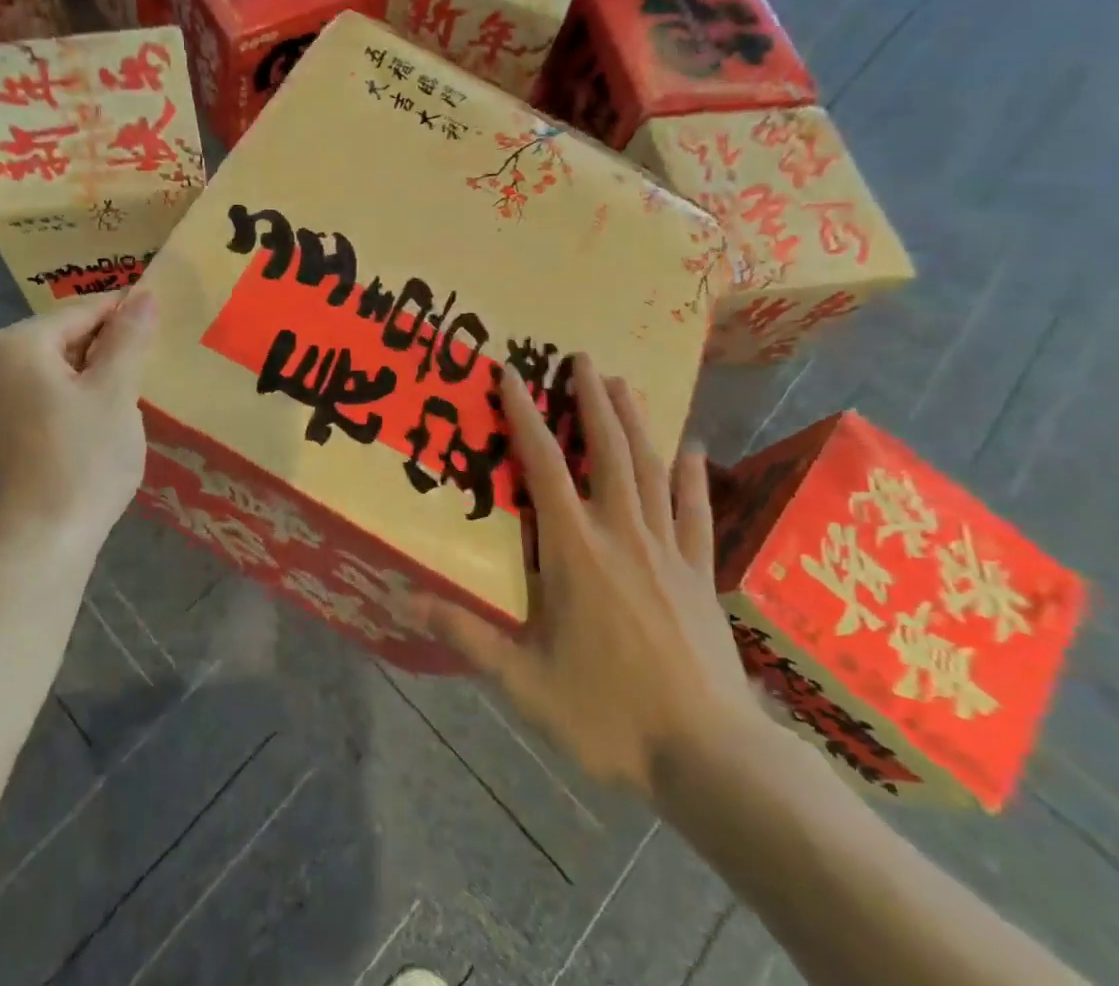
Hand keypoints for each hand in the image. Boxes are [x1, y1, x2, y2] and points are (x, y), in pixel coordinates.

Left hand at [0, 288, 158, 564]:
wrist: (33, 547)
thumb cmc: (81, 460)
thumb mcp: (115, 393)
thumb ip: (129, 338)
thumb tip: (144, 294)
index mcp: (15, 344)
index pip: (81, 312)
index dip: (124, 316)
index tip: (158, 327)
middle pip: (58, 340)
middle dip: (101, 351)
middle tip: (142, 375)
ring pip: (43, 374)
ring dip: (82, 380)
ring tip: (119, 404)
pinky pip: (28, 403)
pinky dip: (58, 406)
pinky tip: (84, 433)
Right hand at [414, 355, 763, 799]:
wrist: (713, 759)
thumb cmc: (609, 715)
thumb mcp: (524, 682)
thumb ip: (467, 634)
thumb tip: (406, 596)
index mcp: (575, 551)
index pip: (544, 467)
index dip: (525, 417)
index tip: (512, 375)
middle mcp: (622, 534)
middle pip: (607, 451)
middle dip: (591, 400)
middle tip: (581, 359)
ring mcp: (668, 550)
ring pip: (650, 469)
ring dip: (636, 421)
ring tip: (624, 382)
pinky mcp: (700, 573)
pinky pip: (696, 511)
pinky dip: (693, 476)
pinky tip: (693, 449)